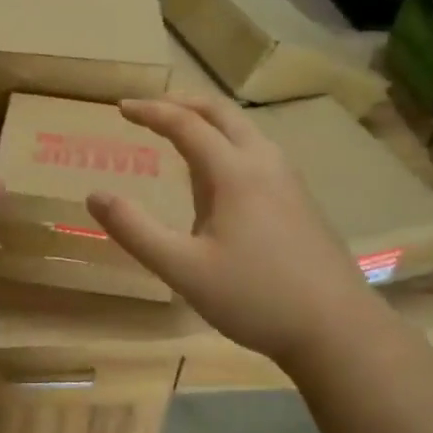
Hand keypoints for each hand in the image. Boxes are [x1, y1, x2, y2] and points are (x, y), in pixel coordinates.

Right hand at [86, 96, 382, 369]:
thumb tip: (95, 196)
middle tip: (150, 109)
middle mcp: (264, 162)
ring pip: (244, 130)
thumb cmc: (255, 297)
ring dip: (208, 122)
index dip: (151, 111)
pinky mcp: (300, 199)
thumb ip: (135, 231)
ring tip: (180, 135)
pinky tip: (219, 178)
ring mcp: (288, 179)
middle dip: (182, 103)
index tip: (121, 107)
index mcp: (234, 172)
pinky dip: (227, 142)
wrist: (338, 329)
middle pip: (221, 113)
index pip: (186, 124)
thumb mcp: (183, 269)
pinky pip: (257, 151)